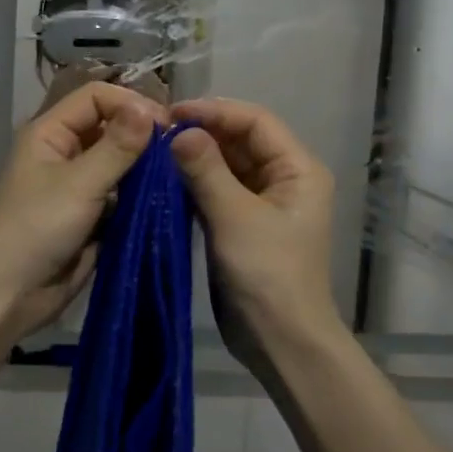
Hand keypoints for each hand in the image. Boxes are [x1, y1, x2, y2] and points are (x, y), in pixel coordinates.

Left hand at [0, 80, 166, 345]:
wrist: (7, 295)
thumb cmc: (35, 228)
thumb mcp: (79, 183)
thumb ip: (117, 147)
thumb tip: (150, 109)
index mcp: (52, 133)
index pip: (96, 98)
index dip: (130, 104)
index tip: (167, 125)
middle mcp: (67, 154)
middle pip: (112, 129)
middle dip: (143, 137)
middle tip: (180, 152)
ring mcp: (81, 187)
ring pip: (122, 165)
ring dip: (147, 170)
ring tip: (179, 176)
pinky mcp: (93, 219)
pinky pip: (124, 198)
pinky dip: (143, 198)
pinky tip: (169, 200)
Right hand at [169, 98, 339, 368]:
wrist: (280, 340)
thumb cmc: (267, 274)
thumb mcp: (235, 217)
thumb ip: (206, 169)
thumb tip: (180, 131)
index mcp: (297, 168)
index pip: (255, 121)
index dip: (215, 111)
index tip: (171, 113)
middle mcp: (284, 179)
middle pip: (241, 141)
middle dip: (202, 133)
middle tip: (156, 132)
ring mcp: (264, 203)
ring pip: (228, 166)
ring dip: (196, 158)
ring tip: (155, 152)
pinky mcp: (244, 226)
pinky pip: (219, 191)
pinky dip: (195, 183)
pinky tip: (165, 180)